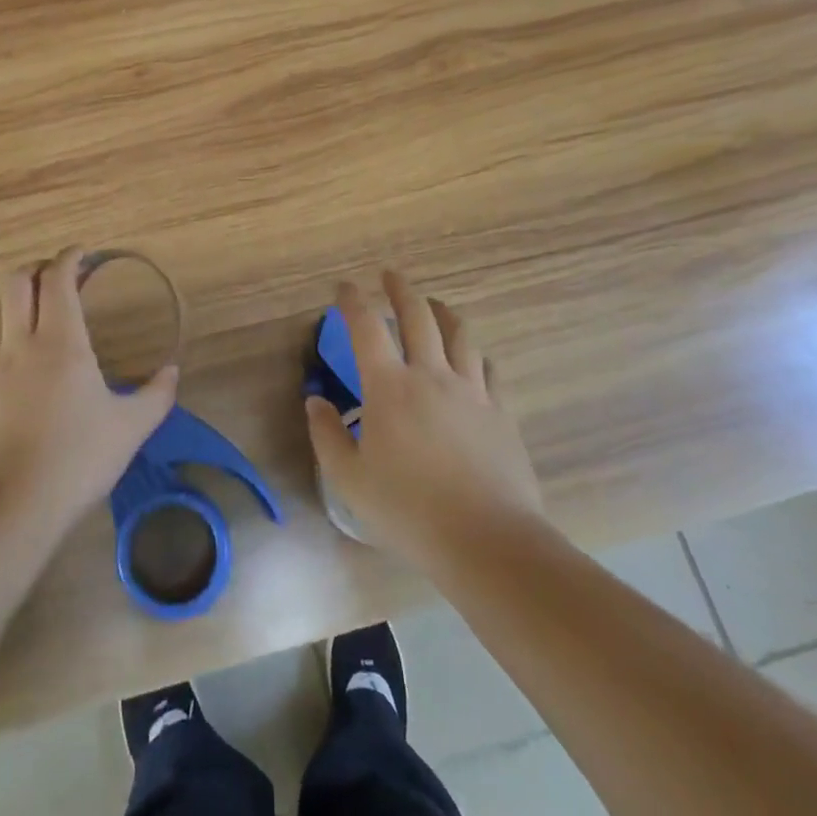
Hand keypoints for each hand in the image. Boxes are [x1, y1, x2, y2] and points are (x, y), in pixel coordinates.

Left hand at [0, 247, 178, 528]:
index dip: (70, 258)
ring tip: (37, 311)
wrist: (10, 507)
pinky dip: (0, 335)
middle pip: (18, 282)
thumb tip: (173, 372)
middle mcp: (21, 342)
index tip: (83, 254)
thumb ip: (156, 395)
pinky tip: (13, 355)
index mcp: (61, 340)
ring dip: (17, 300)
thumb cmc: (77, 459)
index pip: (58, 279)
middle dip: (38, 269)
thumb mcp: (130, 428)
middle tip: (59, 276)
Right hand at [306, 270, 543, 566]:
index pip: (367, 327)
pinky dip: (473, 352)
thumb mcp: (350, 481)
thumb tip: (316, 402)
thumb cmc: (409, 511)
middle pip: (418, 315)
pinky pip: (487, 367)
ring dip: (442, 312)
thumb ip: (327, 436)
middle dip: (401, 290)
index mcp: (389, 387)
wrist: (488, 541)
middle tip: (390, 276)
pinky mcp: (500, 412)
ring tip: (434, 305)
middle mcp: (431, 375)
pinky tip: (472, 357)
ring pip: (459, 334)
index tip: (344, 288)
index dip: (353, 301)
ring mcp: (471, 390)